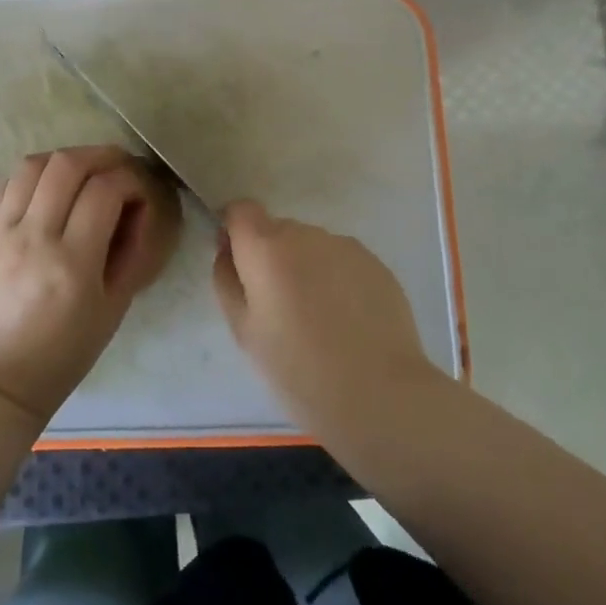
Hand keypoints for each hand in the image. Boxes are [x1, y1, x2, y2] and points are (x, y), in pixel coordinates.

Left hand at [0, 146, 182, 423]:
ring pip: (32, 165)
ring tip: (82, 171)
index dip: (130, 180)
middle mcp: (33, 238)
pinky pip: (5, 185)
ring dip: (64, 160)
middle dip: (100, 156)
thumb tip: (139, 208)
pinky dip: (33, 176)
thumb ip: (130, 252)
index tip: (140, 189)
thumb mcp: (113, 308)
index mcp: (72, 263)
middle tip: (117, 166)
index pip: (105, 191)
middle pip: (66, 165)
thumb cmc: (65, 352)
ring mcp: (0, 233)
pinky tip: (46, 189)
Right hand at [212, 200, 444, 445]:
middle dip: (272, 256)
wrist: (378, 393)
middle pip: (277, 230)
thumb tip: (228, 251)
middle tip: (279, 306)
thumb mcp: (243, 330)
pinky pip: (342, 261)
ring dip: (306, 267)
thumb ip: (227, 280)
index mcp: (266, 247)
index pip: (241, 210)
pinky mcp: (376, 263)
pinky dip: (337, 279)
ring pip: (312, 246)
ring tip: (318, 317)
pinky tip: (347, 320)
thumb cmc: (297, 368)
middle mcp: (305, 234)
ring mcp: (345, 246)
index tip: (239, 264)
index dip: (235, 231)